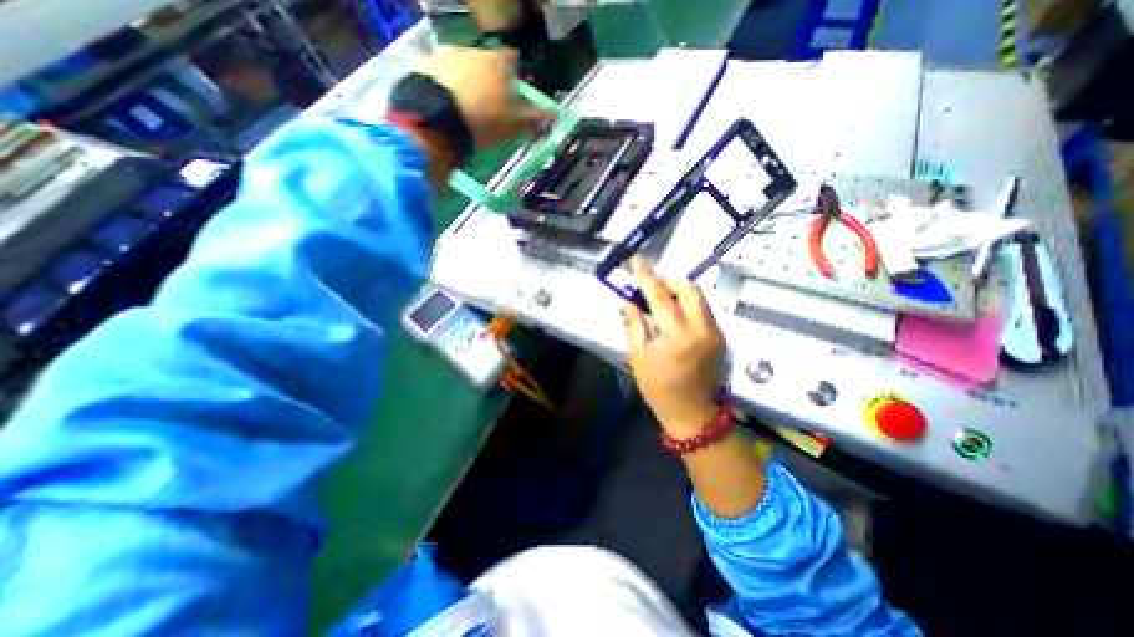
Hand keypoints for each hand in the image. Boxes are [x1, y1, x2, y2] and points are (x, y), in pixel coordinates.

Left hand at [417, 44, 555, 145]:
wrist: (440, 120)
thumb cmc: (485, 121)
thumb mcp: (514, 125)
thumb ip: (534, 118)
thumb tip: (557, 114)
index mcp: (499, 63)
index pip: (511, 60)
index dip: (512, 74)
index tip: (510, 91)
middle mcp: (474, 50)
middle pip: (485, 61)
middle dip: (487, 77)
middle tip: (486, 103)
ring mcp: (446, 54)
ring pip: (460, 63)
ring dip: (463, 78)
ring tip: (462, 104)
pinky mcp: (424, 63)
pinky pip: (435, 70)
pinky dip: (439, 81)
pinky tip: (441, 99)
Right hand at [619, 255, 726, 438]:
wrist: (692, 413)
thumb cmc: (658, 387)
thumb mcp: (638, 356)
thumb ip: (633, 323)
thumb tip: (623, 300)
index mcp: (678, 336)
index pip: (660, 296)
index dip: (646, 276)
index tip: (636, 260)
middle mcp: (702, 329)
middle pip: (689, 289)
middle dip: (668, 280)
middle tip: (650, 284)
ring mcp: (715, 332)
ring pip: (699, 297)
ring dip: (678, 290)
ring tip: (660, 296)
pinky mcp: (720, 336)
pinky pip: (703, 309)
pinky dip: (687, 303)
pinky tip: (673, 311)